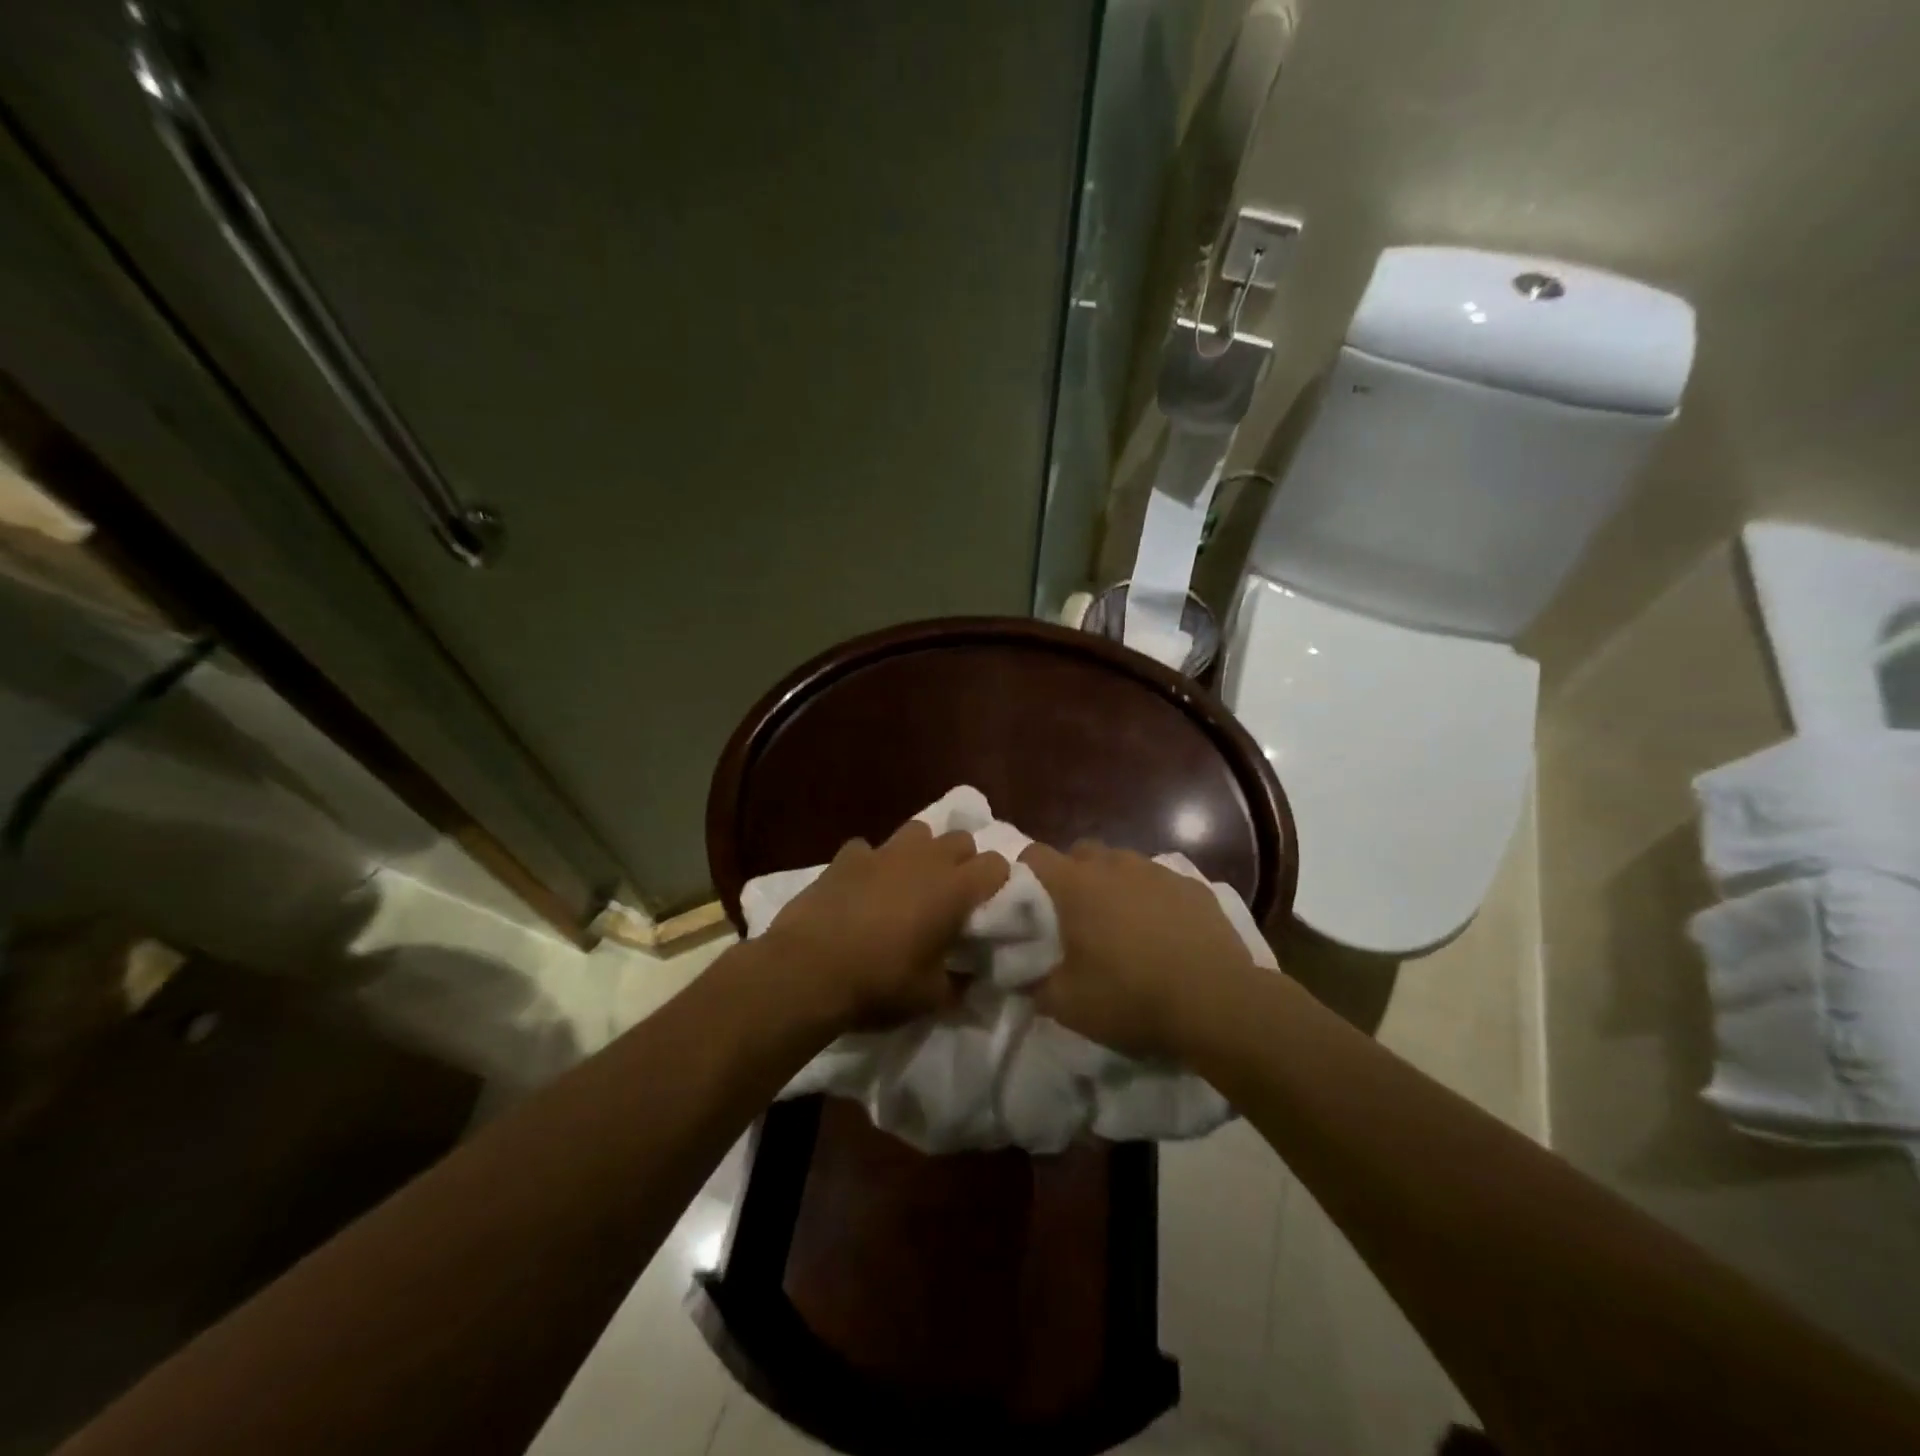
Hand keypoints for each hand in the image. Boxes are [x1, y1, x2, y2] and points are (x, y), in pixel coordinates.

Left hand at [765, 819, 1008, 1031]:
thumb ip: (960, 981)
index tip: (987, 907)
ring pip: (918, 831)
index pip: (997, 864)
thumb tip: (971, 977)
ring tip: (909, 883)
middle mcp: (925, 858)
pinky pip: (868, 849)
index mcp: (954, 888)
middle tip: (951, 896)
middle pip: (961, 838)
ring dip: (921, 852)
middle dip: (962, 861)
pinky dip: (871, 864)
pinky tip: (861, 888)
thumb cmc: (880, 983)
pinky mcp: (846, 856)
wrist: (808, 970)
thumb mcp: (932, 997)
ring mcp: (883, 852)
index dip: (996, 883)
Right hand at [1020, 840, 1257, 1058]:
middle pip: (1080, 853)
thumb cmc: (1132, 998)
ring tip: (1121, 926)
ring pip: (1122, 864)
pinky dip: (1152, 898)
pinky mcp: (1194, 886)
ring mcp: (1158, 871)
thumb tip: (1019, 974)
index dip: (1024, 874)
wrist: (1219, 1003)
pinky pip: (1159, 882)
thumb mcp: (1067, 1005)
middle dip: (1071, 877)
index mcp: (1077, 885)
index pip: (1035, 855)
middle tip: (1074, 918)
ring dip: (1113, 885)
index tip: (1026, 903)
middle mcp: (1115, 865)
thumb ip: (1033, 984)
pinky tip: (1163, 932)